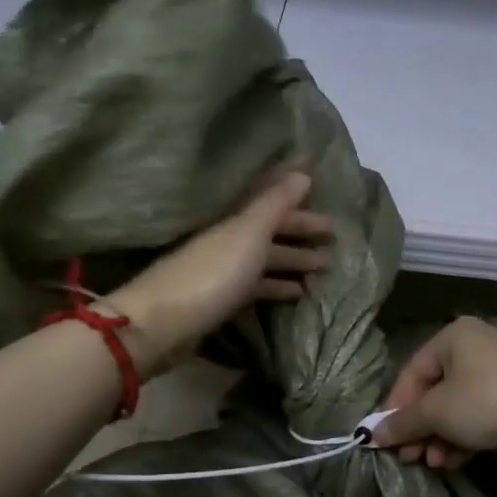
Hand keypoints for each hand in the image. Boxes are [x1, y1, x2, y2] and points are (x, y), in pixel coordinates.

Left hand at [107, 171, 330, 376]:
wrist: (161, 325)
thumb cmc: (210, 274)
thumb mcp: (247, 234)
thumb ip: (274, 204)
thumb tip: (302, 171)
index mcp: (233, 221)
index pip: (269, 197)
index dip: (293, 189)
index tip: (320, 181)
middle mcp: (227, 241)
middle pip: (269, 230)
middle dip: (301, 230)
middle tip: (335, 236)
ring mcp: (222, 272)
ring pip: (265, 260)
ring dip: (294, 261)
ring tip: (325, 267)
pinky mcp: (220, 301)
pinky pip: (257, 287)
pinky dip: (277, 287)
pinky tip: (297, 294)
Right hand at [374, 317, 496, 468]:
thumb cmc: (483, 401)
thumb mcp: (435, 413)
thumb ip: (401, 422)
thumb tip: (371, 435)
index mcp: (453, 336)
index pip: (412, 372)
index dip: (396, 407)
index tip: (386, 438)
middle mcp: (476, 345)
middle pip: (434, 391)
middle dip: (420, 428)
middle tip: (409, 456)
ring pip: (457, 405)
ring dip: (440, 436)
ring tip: (433, 462)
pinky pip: (479, 412)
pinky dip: (464, 435)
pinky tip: (454, 461)